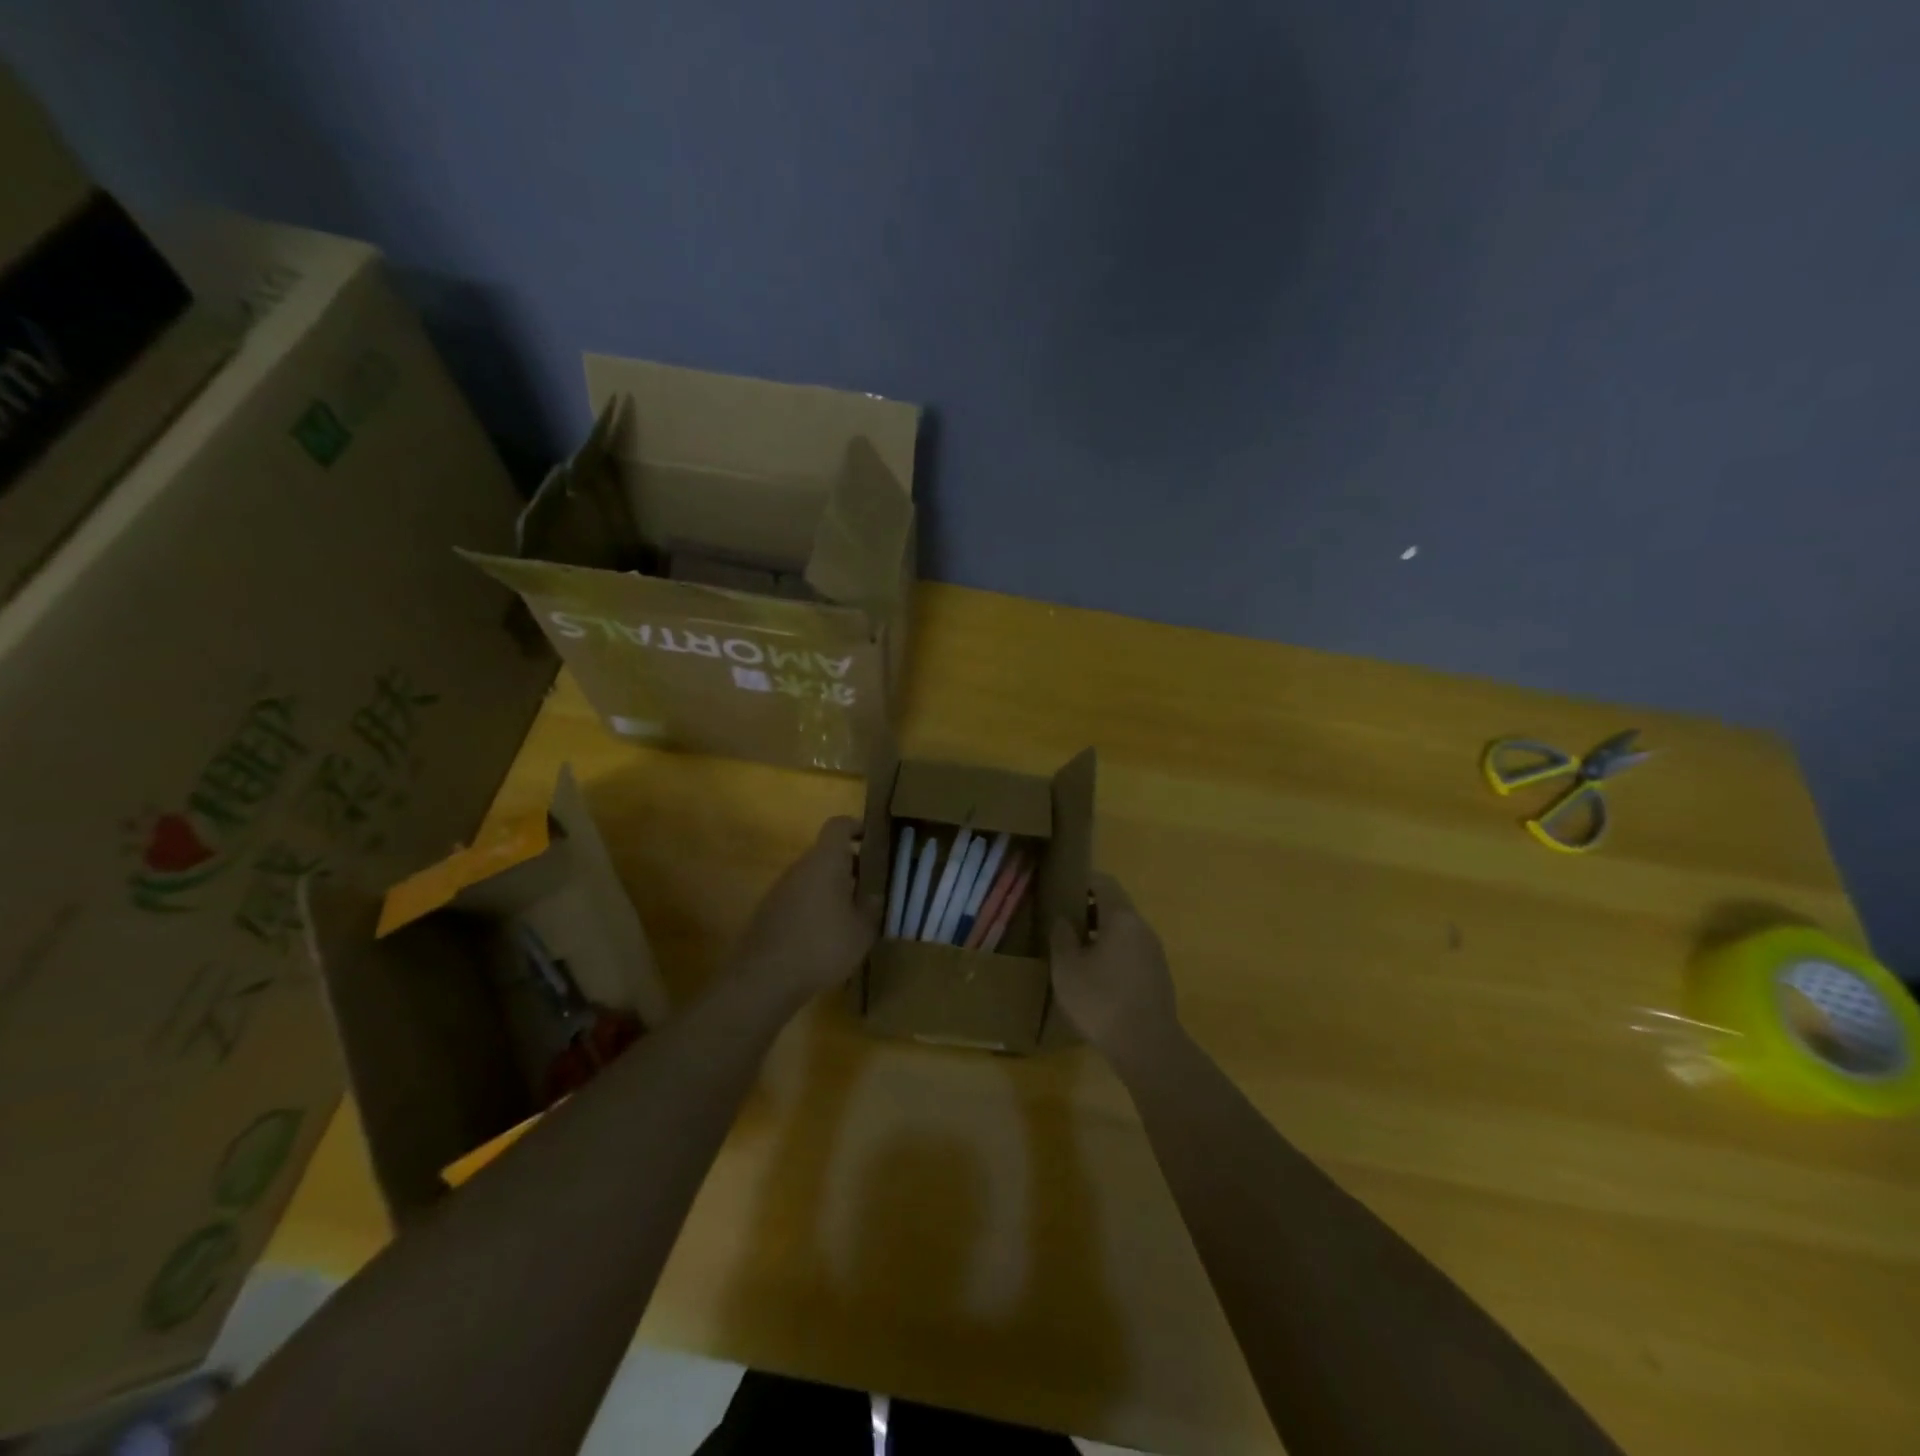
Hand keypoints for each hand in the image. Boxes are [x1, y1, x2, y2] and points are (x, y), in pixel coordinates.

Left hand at [734, 816, 880, 1003]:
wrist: (765, 978)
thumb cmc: (822, 945)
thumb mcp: (862, 930)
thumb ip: (873, 906)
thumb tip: (876, 894)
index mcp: (825, 862)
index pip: (839, 826)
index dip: (857, 827)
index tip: (873, 841)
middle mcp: (800, 867)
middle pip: (826, 854)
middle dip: (850, 866)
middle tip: (871, 887)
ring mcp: (780, 889)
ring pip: (813, 877)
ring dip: (833, 888)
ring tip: (852, 916)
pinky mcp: (769, 911)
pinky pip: (799, 898)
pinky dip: (815, 907)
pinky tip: (826, 936)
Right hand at [1050, 874, 1180, 1064]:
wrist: (1148, 1047)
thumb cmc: (1101, 1000)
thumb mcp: (1067, 968)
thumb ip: (1062, 937)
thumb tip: (1063, 919)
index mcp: (1122, 918)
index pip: (1104, 882)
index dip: (1082, 881)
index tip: (1061, 888)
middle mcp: (1143, 928)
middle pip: (1116, 905)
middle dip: (1089, 909)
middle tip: (1063, 922)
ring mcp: (1154, 953)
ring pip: (1124, 930)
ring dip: (1101, 933)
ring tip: (1075, 950)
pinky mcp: (1158, 976)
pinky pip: (1132, 951)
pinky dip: (1113, 952)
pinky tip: (1096, 975)